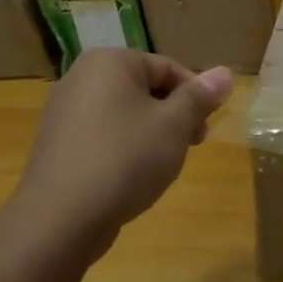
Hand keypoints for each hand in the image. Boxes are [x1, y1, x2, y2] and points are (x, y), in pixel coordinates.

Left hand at [12, 50, 231, 267]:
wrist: (60, 219)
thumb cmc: (125, 159)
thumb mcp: (174, 125)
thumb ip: (200, 97)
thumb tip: (225, 72)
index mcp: (109, 62)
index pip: (168, 68)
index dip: (195, 97)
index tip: (204, 130)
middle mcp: (80, 77)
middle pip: (145, 88)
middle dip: (173, 116)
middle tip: (189, 147)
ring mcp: (63, 111)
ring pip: (124, 113)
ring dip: (151, 133)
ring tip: (161, 165)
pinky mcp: (57, 143)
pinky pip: (102, 134)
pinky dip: (123, 148)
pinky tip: (131, 177)